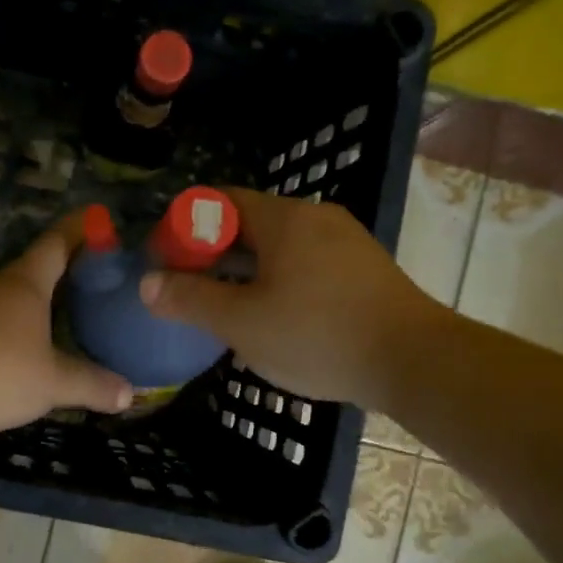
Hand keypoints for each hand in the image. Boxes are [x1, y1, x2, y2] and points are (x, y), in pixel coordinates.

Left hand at [0, 216, 133, 437]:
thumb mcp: (52, 383)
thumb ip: (91, 384)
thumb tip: (129, 394)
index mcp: (26, 283)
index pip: (58, 242)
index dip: (81, 228)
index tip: (101, 218)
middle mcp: (1, 287)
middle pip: (39, 265)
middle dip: (69, 264)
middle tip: (102, 271)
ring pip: (19, 293)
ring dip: (46, 295)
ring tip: (75, 306)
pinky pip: (3, 317)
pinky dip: (26, 321)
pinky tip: (37, 341)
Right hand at [139, 186, 438, 406]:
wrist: (415, 361)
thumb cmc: (318, 335)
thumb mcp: (242, 322)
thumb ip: (191, 299)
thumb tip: (147, 282)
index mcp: (283, 218)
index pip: (219, 200)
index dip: (184, 226)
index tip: (166, 261)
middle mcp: (316, 217)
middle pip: (249, 223)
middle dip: (213, 253)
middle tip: (190, 290)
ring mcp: (346, 242)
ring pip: (280, 247)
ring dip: (246, 271)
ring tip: (227, 309)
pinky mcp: (364, 270)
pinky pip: (307, 264)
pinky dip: (279, 281)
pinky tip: (275, 319)